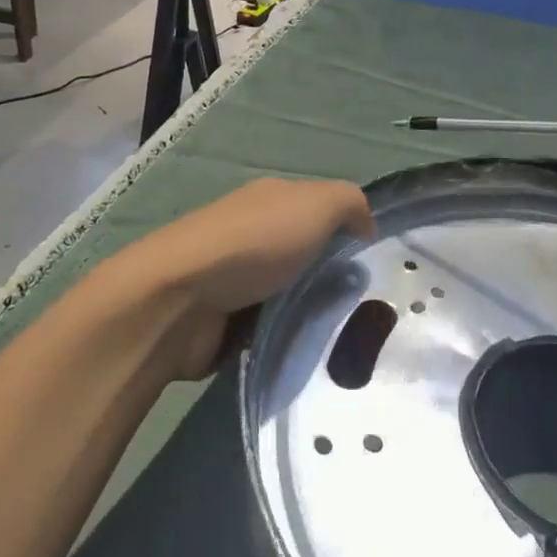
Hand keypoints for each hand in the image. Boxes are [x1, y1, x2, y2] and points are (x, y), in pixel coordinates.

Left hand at [117, 178, 374, 380]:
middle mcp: (254, 235)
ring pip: (291, 296)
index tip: (375, 267)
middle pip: (307, 257)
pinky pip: (270, 330)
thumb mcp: (316, 204)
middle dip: (334, 280)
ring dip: (311, 314)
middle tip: (367, 310)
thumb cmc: (254, 244)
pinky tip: (310, 355)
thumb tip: (364, 226)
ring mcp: (236, 280)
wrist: (180, 301)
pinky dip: (286, 340)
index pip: (321, 213)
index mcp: (272, 201)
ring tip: (346, 340)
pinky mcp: (225, 324)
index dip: (350, 234)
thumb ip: (349, 203)